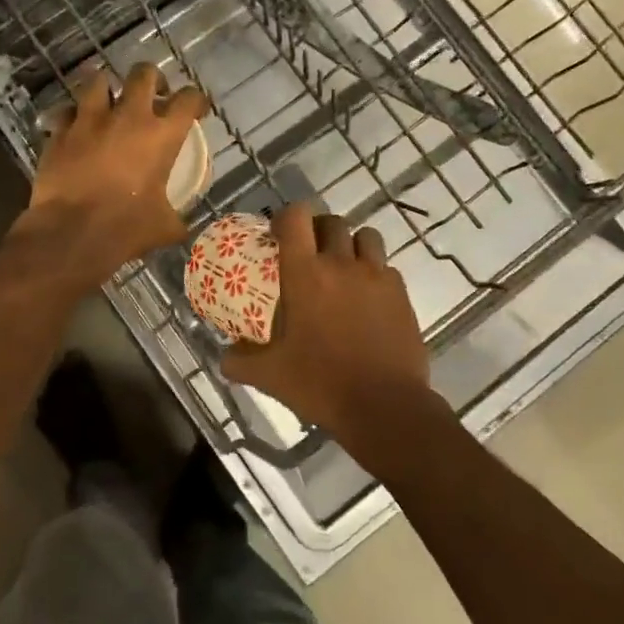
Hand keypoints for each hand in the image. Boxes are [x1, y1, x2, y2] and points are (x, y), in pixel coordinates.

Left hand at [18, 63, 209, 281]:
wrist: (72, 234)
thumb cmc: (126, 228)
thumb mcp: (163, 226)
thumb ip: (175, 218)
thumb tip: (180, 227)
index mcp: (161, 135)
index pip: (188, 99)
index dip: (196, 100)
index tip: (195, 109)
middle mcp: (128, 117)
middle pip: (144, 73)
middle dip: (152, 78)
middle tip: (153, 94)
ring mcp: (90, 120)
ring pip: (98, 80)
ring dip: (106, 88)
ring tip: (109, 102)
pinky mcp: (60, 132)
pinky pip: (66, 112)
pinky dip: (73, 117)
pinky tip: (75, 128)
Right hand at [222, 204, 443, 472]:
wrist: (385, 406)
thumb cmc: (321, 384)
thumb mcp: (271, 375)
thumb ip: (240, 362)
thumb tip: (222, 357)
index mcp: (305, 274)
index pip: (296, 217)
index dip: (287, 216)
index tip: (279, 233)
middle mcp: (341, 264)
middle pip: (331, 222)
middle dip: (318, 230)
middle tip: (310, 253)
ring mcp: (376, 276)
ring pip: (365, 237)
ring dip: (351, 245)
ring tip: (344, 268)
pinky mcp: (401, 293)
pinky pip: (386, 268)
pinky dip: (375, 274)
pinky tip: (368, 299)